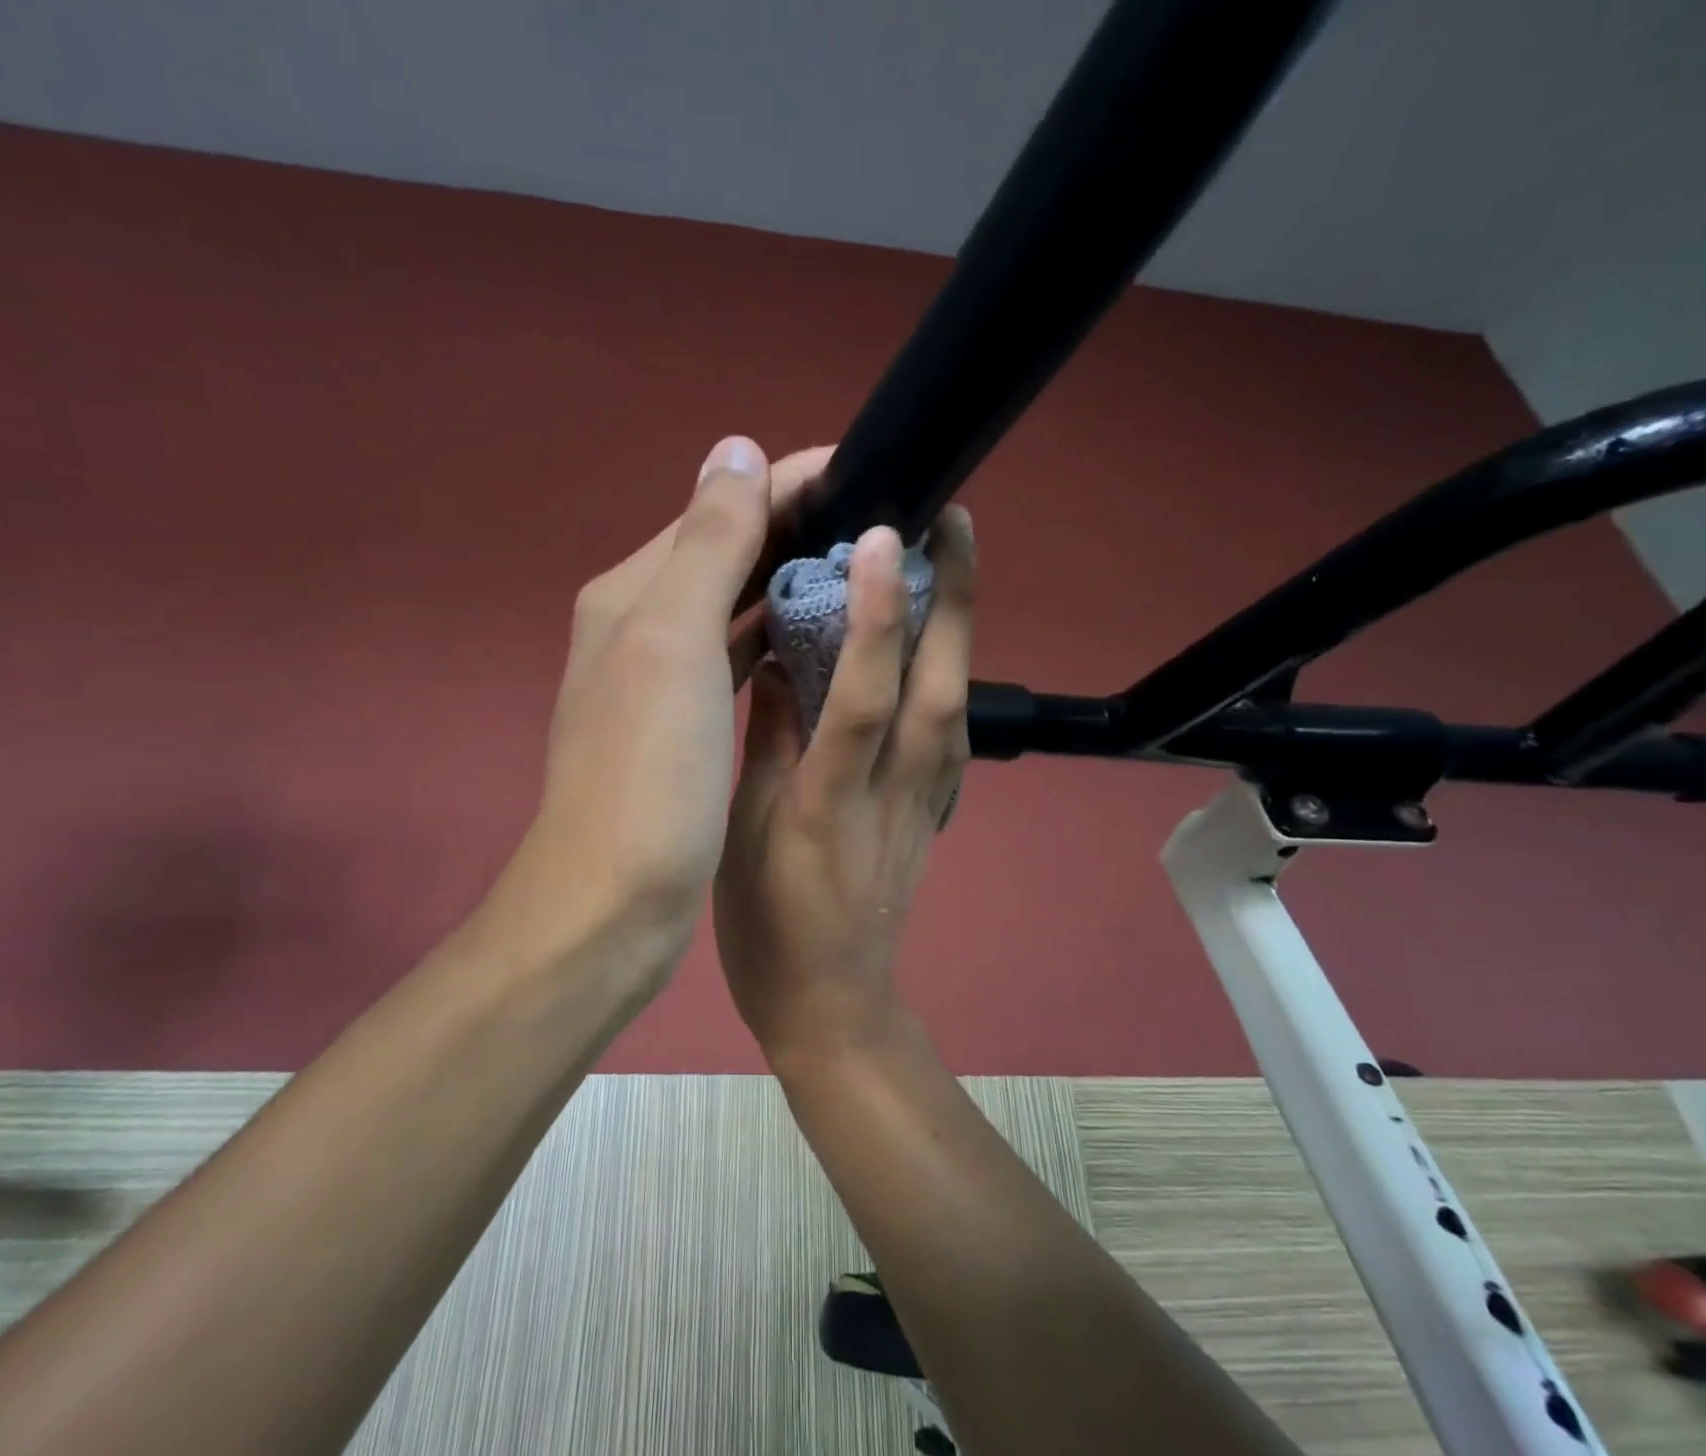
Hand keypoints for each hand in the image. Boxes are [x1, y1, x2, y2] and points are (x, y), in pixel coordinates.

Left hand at [498, 437, 833, 989]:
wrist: (612, 903)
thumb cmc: (649, 775)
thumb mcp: (674, 643)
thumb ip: (708, 544)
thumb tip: (735, 446)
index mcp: (634, 593)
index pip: (721, 507)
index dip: (792, 480)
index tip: (870, 472)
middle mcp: (641, 624)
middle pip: (727, 552)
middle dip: (797, 526)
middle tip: (880, 523)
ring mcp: (660, 679)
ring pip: (734, 605)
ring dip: (789, 581)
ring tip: (863, 570)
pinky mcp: (682, 726)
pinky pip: (734, 658)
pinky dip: (774, 639)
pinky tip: (815, 640)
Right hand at [714, 506, 975, 1058]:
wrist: (833, 1005)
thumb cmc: (769, 925)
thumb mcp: (743, 834)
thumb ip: (768, 743)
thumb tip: (781, 660)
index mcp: (828, 798)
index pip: (863, 695)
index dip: (877, 616)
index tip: (878, 538)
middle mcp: (892, 791)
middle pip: (939, 685)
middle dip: (952, 598)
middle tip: (952, 519)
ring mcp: (927, 803)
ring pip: (958, 701)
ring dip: (962, 625)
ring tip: (953, 558)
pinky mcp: (938, 812)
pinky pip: (955, 731)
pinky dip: (956, 673)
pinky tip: (948, 639)